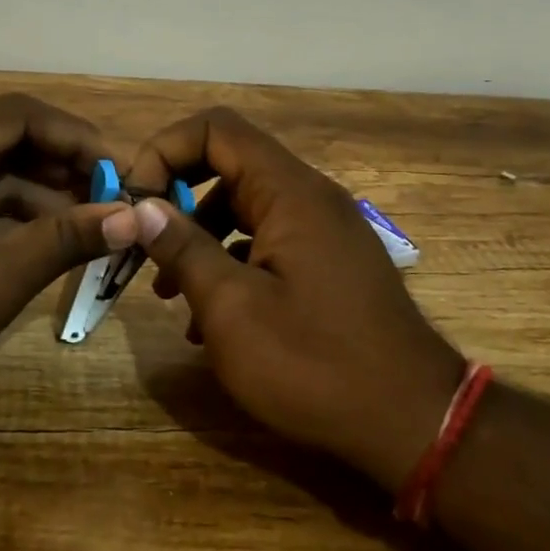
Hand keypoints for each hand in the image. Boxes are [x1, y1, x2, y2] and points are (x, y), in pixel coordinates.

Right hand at [116, 107, 464, 491]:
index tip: (136, 204)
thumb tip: (142, 206)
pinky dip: (232, 265)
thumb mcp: (233, 309)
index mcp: (289, 192)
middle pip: (228, 165)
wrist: (413, 422)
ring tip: (169, 294)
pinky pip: (268, 243)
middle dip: (177, 200)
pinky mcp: (329, 264)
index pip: (215, 129)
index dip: (165, 151)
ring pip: (245, 208)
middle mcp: (310, 197)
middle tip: (145, 248)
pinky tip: (211, 322)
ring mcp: (324, 231)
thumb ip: (183, 249)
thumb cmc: (315, 364)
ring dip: (199, 239)